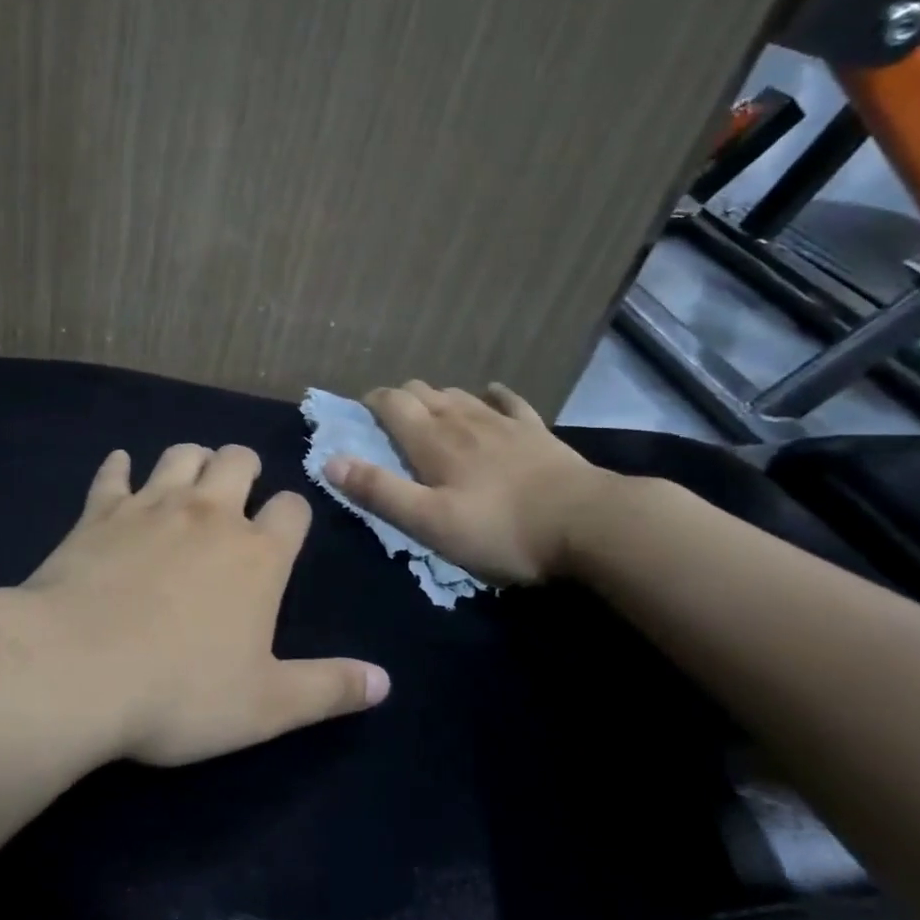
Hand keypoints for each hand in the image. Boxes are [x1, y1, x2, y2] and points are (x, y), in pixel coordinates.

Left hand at [16, 443, 389, 765]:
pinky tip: (119, 469)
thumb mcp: (267, 706)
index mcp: (257, 555)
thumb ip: (329, 689)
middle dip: (245, 468)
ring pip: (180, 455)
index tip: (286, 529)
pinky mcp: (99, 511)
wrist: (76, 668)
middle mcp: (209, 515)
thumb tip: (385, 682)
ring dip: (192, 459)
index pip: (292, 509)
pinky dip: (118, 467)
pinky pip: (112, 473)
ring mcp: (150, 505)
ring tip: (191, 477)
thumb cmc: (179, 692)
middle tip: (239, 491)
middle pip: (238, 460)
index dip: (293, 514)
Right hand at [323, 381, 613, 585]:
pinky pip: (509, 401)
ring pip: (459, 393)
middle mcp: (462, 419)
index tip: (360, 413)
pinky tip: (490, 394)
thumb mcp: (429, 521)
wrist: (589, 524)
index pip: (391, 402)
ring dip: (438, 397)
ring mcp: (502, 422)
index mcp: (432, 440)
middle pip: (423, 391)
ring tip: (431, 413)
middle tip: (391, 420)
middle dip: (400, 398)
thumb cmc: (501, 528)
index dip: (371, 402)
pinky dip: (493, 395)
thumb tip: (330, 461)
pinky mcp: (536, 432)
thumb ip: (379, 490)